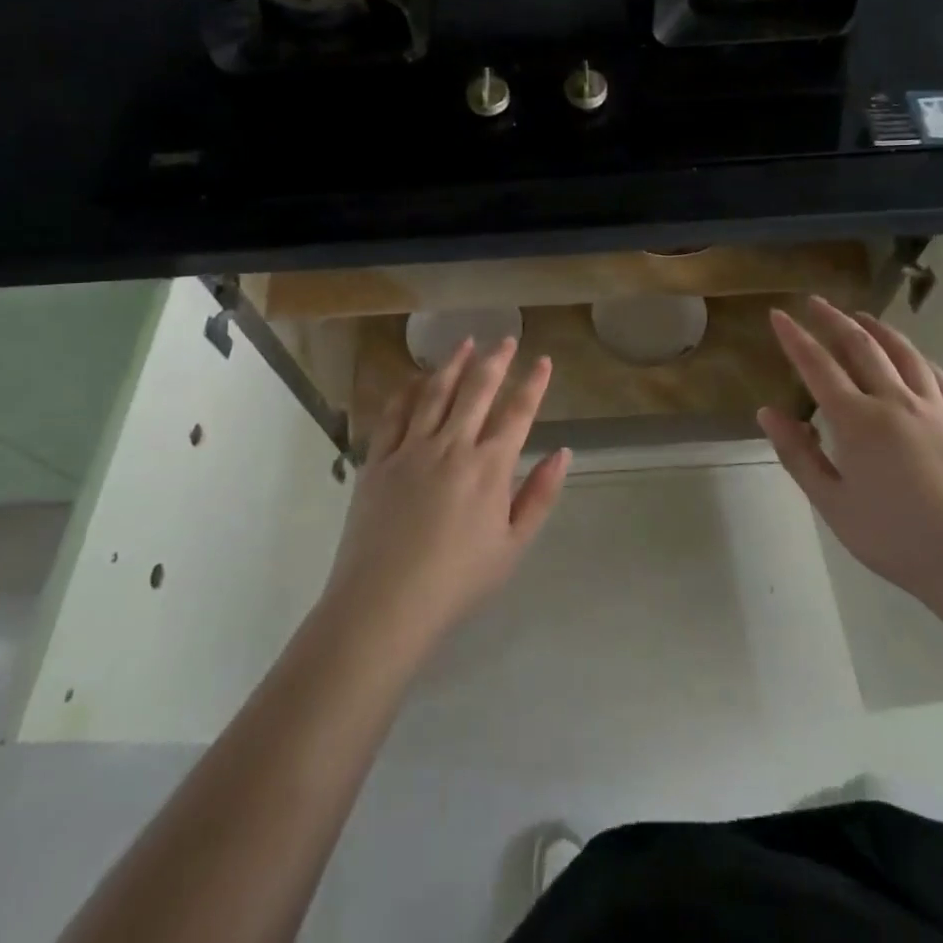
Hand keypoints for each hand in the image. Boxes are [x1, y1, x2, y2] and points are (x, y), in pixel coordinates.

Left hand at [323, 336, 571, 654]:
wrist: (385, 603)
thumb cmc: (458, 581)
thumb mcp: (513, 546)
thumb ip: (540, 495)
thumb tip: (563, 452)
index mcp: (489, 467)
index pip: (518, 412)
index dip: (533, 383)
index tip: (543, 360)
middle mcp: (452, 446)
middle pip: (477, 390)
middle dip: (495, 360)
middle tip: (506, 339)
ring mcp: (411, 449)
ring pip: (435, 392)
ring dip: (453, 363)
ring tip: (465, 342)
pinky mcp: (378, 460)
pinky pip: (395, 414)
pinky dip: (408, 390)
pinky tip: (416, 378)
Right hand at [757, 296, 942, 609]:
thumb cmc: (899, 540)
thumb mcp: (834, 505)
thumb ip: (798, 455)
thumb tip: (768, 413)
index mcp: (858, 421)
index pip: (817, 366)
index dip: (795, 337)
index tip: (778, 314)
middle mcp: (896, 401)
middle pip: (861, 347)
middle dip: (833, 320)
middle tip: (814, 302)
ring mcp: (936, 409)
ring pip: (903, 353)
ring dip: (878, 329)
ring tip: (860, 316)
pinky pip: (938, 377)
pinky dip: (918, 358)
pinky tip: (914, 358)